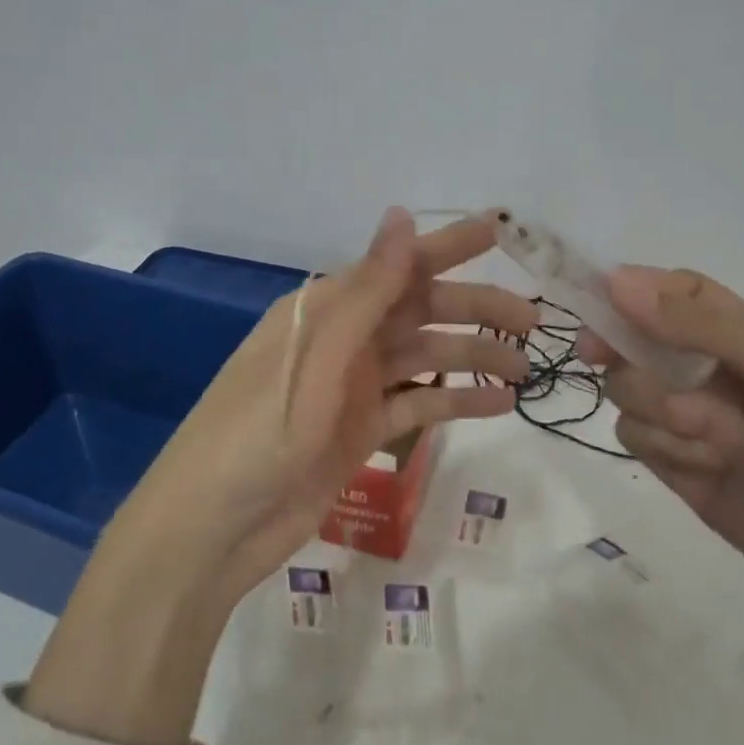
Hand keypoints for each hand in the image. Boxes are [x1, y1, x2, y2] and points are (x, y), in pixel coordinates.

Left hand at [114, 207, 534, 606]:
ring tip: (526, 368)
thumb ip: (366, 291)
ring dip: (472, 358)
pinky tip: (500, 405)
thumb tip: (401, 215)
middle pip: (419, 312)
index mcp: (323, 309)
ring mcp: (352, 388)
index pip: (395, 266)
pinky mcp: (360, 432)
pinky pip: (418, 407)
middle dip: (474, 309)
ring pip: (424, 359)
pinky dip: (456, 405)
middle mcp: (342, 339)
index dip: (447, 247)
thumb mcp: (315, 359)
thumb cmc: (256, 434)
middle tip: (531, 320)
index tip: (498, 231)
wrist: (212, 529)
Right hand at [589, 267, 743, 744]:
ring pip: (626, 392)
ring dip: (663, 410)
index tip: (597, 297)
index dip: (632, 290)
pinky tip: (713, 468)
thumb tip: (616, 279)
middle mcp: (710, 372)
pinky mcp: (679, 473)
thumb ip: (703, 324)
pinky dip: (666, 448)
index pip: (673, 294)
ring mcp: (692, 424)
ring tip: (727, 442)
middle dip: (636, 358)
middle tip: (635, 368)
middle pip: (633, 343)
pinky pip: (635, 440)